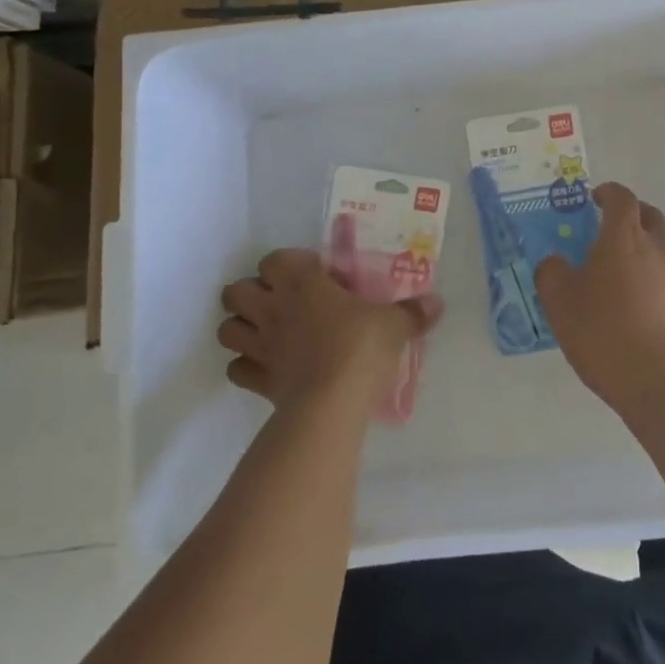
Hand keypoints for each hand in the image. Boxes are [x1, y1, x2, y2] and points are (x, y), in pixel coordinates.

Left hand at [216, 248, 442, 410]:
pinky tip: (270, 368)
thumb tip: (437, 303)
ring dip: (242, 328)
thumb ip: (413, 312)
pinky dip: (247, 367)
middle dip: (252, 293)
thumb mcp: (394, 325)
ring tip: (269, 333)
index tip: (315, 275)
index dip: (289, 264)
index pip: (275, 259)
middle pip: (235, 291)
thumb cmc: (360, 348)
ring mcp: (258, 346)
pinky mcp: (256, 380)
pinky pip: (238, 369)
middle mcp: (271, 308)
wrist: (331, 404)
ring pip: (227, 329)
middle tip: (283, 302)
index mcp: (300, 283)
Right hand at [534, 182, 664, 418]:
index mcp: (624, 238)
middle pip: (651, 217)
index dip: (609, 193)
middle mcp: (661, 248)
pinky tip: (658, 314)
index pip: (621, 198)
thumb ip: (552, 274)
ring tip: (636, 276)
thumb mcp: (560, 304)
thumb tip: (556, 262)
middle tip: (614, 232)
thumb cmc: (605, 334)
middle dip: (633, 217)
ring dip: (654, 252)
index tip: (597, 199)